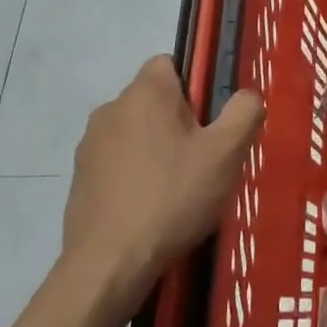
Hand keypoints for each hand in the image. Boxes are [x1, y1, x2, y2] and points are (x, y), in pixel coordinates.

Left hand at [64, 57, 263, 283]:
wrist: (110, 263)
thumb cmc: (173, 197)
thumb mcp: (227, 153)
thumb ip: (245, 112)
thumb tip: (247, 96)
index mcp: (145, 93)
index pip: (170, 63)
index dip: (196, 87)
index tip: (211, 122)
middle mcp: (110, 108)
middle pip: (155, 100)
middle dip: (180, 122)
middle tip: (204, 160)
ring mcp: (89, 145)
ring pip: (136, 132)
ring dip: (156, 149)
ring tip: (178, 189)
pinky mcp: (79, 178)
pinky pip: (117, 163)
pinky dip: (135, 175)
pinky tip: (151, 208)